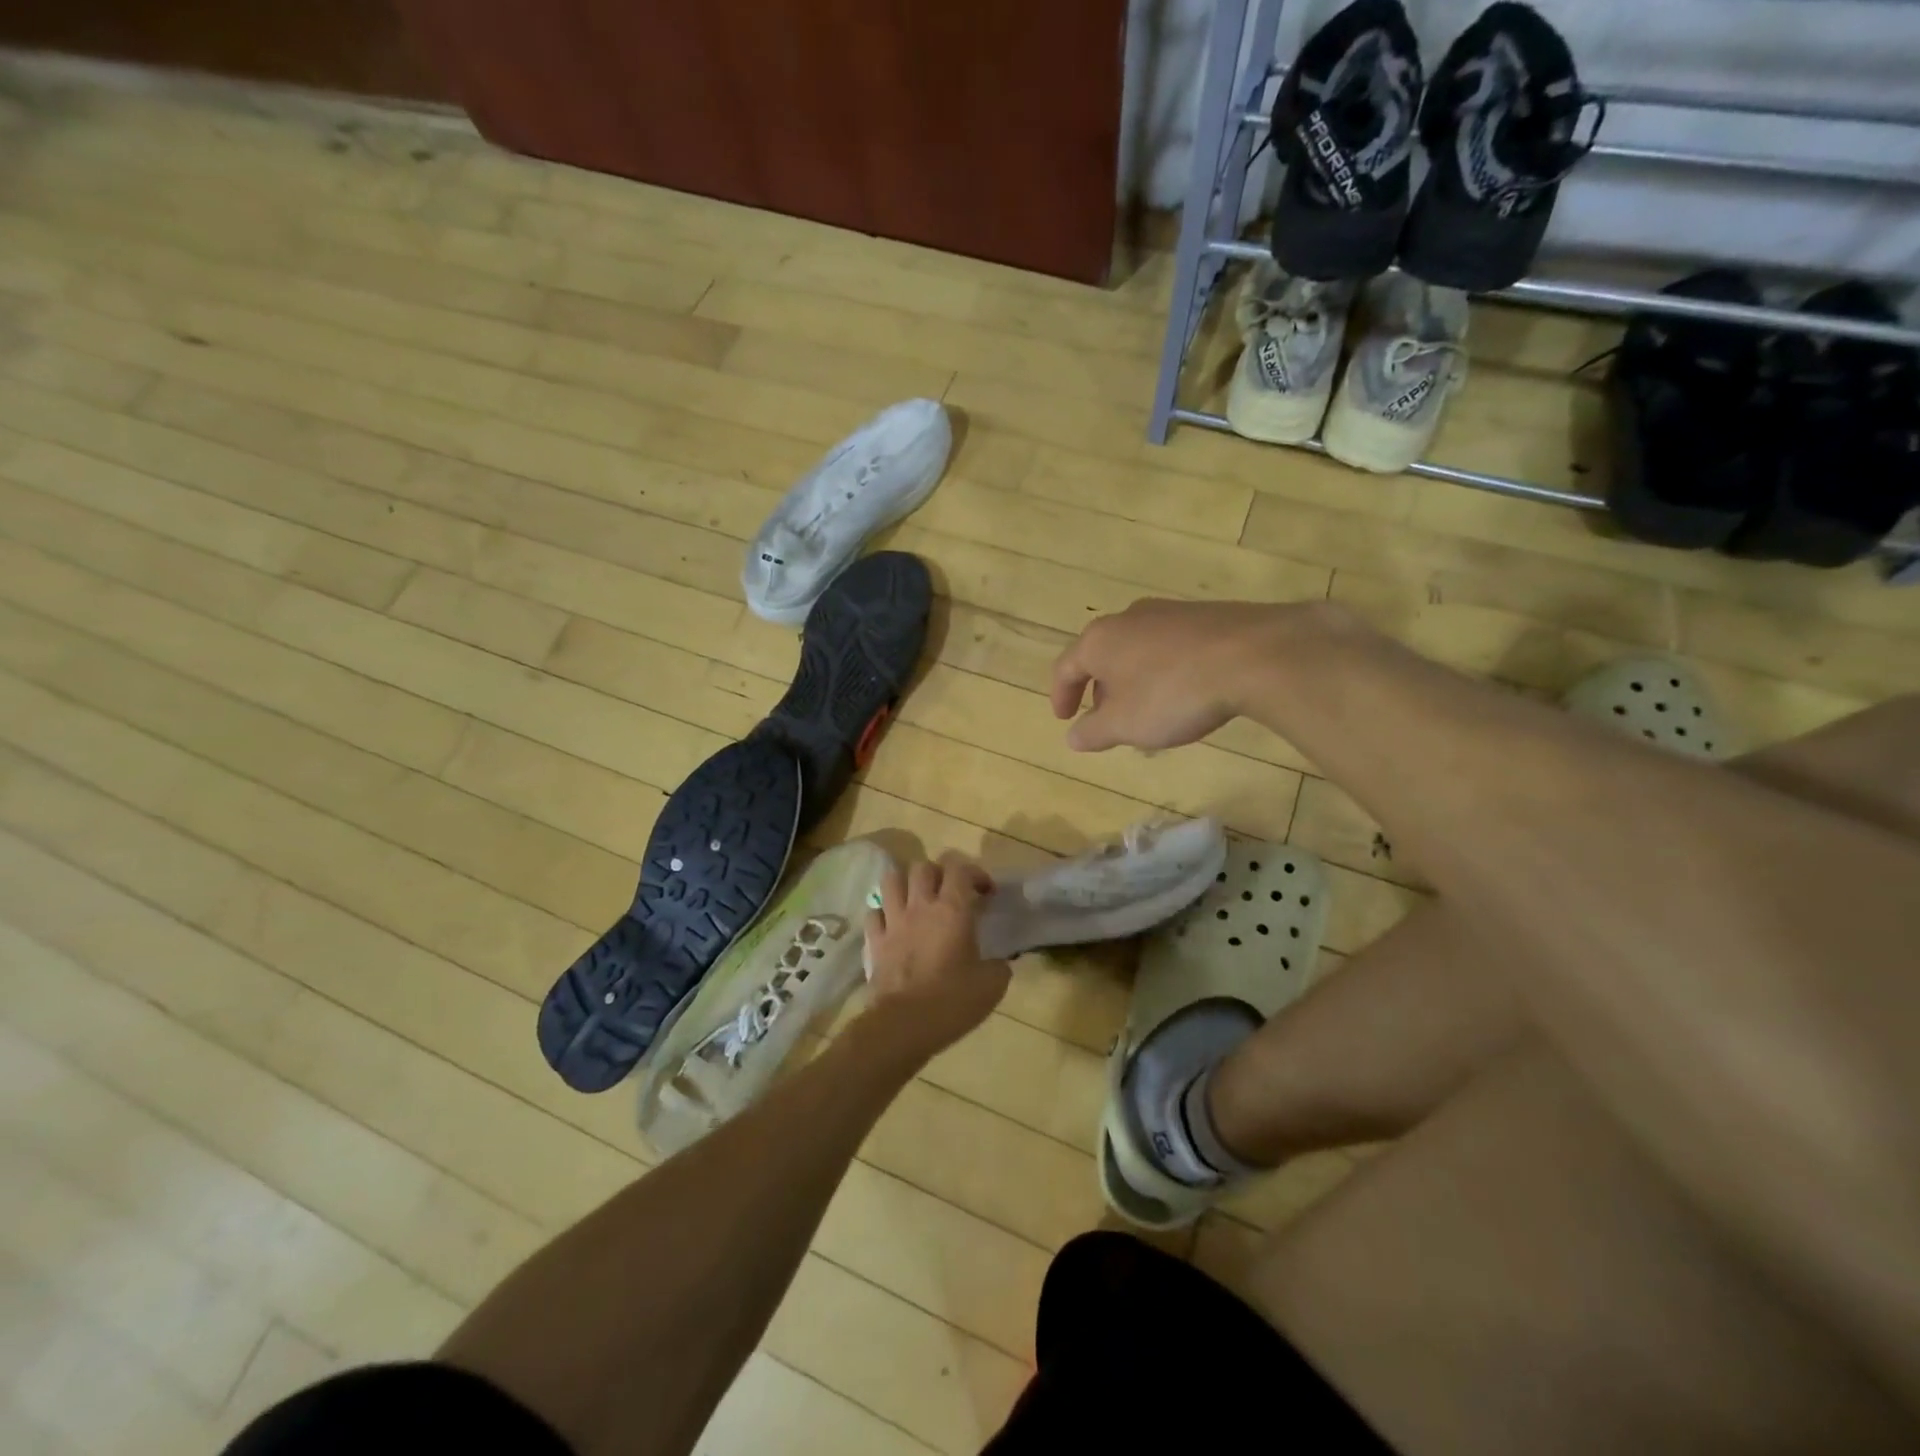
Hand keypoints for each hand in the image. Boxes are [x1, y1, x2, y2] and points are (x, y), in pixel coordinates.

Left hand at [863, 853, 1010, 1056]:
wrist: (904, 1025)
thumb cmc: (953, 1001)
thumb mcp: (992, 985)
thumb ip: (999, 966)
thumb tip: (999, 963)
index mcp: (952, 909)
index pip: (959, 867)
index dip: (975, 872)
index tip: (986, 893)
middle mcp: (920, 906)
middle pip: (923, 866)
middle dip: (939, 873)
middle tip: (951, 893)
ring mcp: (893, 921)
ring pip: (892, 879)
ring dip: (906, 883)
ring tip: (918, 899)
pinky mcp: (874, 940)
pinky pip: (874, 912)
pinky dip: (884, 912)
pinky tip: (894, 925)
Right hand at [1050, 598, 1288, 751]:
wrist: (1253, 655)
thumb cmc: (1172, 693)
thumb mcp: (1125, 725)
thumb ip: (1093, 732)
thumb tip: (1072, 737)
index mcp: (1099, 640)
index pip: (1066, 667)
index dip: (1061, 696)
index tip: (1065, 719)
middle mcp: (1128, 618)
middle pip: (1102, 655)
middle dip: (1100, 689)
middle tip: (1107, 718)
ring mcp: (1169, 612)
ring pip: (1137, 649)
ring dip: (1133, 681)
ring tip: (1147, 710)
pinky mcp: (1205, 615)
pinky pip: (1170, 646)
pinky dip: (1163, 671)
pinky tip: (1183, 693)